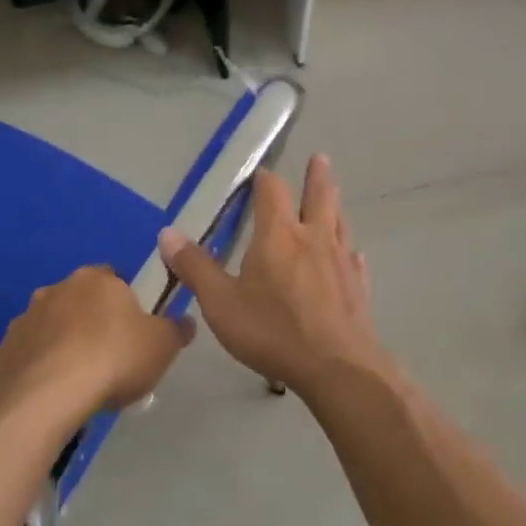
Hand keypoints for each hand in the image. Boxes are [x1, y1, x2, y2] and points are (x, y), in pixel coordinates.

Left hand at [0, 265, 193, 415]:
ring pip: (52, 325)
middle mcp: (58, 288)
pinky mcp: (5, 348)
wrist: (49, 395)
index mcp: (98, 279)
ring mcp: (27, 317)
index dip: (125, 304)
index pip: (114, 279)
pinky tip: (53, 390)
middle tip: (108, 356)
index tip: (132, 331)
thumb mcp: (162, 346)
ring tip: (78, 378)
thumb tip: (186, 322)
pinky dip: (40, 364)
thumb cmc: (114, 359)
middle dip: (91, 321)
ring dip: (63, 341)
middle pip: (80, 300)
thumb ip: (177, 330)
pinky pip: (30, 352)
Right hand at [159, 155, 390, 398]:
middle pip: (319, 197)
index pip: (272, 192)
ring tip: (334, 197)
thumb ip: (195, 267)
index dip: (265, 179)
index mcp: (278, 236)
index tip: (260, 172)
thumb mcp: (220, 302)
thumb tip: (167, 233)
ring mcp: (341, 263)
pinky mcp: (358, 289)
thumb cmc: (272, 331)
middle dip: (316, 177)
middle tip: (320, 158)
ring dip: (335, 207)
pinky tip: (353, 256)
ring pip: (339, 224)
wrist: (336, 367)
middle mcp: (313, 240)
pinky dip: (349, 252)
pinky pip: (354, 261)